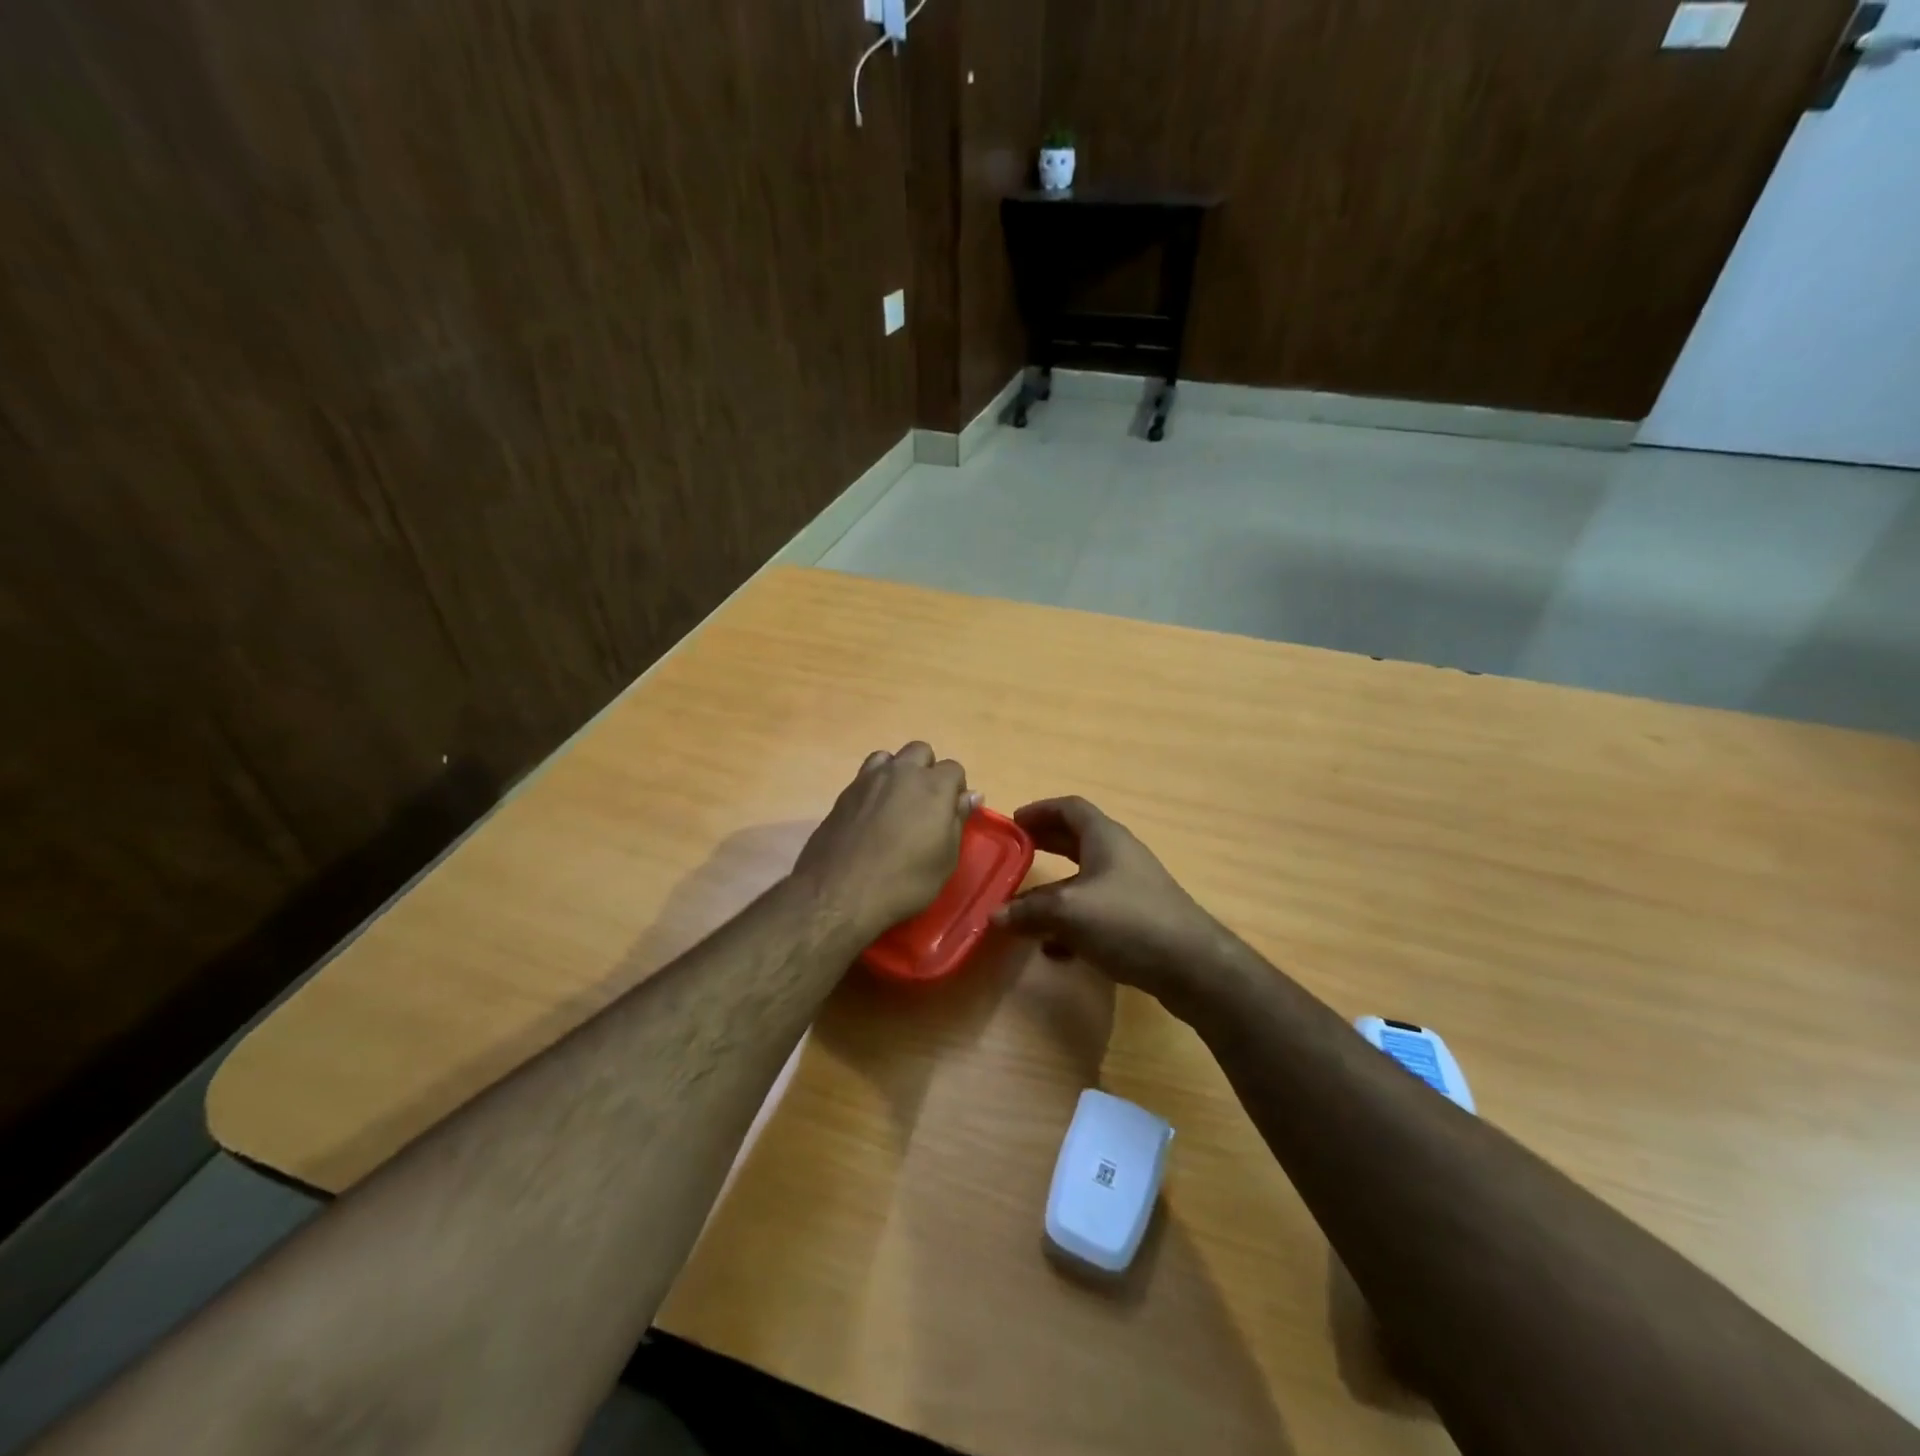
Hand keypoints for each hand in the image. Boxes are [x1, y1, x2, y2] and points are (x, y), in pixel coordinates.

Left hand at [792, 742, 980, 939]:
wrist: (840, 892)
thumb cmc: (904, 881)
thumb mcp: (945, 859)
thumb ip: (958, 820)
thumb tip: (971, 795)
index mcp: (933, 786)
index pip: (953, 768)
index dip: (955, 789)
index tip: (951, 813)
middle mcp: (901, 772)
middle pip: (920, 751)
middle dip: (927, 770)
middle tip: (925, 804)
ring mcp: (868, 779)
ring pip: (889, 758)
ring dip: (898, 772)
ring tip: (897, 803)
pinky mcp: (844, 793)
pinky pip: (865, 776)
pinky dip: (874, 786)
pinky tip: (872, 814)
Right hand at [990, 796, 1226, 1006]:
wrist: (1193, 966)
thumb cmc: (1127, 921)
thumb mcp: (1068, 912)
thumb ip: (1028, 911)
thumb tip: (994, 915)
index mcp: (1105, 837)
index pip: (1070, 808)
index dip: (1040, 810)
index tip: (1014, 822)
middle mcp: (1119, 855)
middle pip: (1076, 840)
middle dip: (1045, 845)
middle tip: (1015, 855)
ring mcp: (1132, 888)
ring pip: (1085, 879)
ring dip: (1055, 889)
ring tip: (1025, 906)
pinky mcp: (1138, 920)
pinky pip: (1096, 911)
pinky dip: (1072, 922)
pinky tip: (1055, 949)